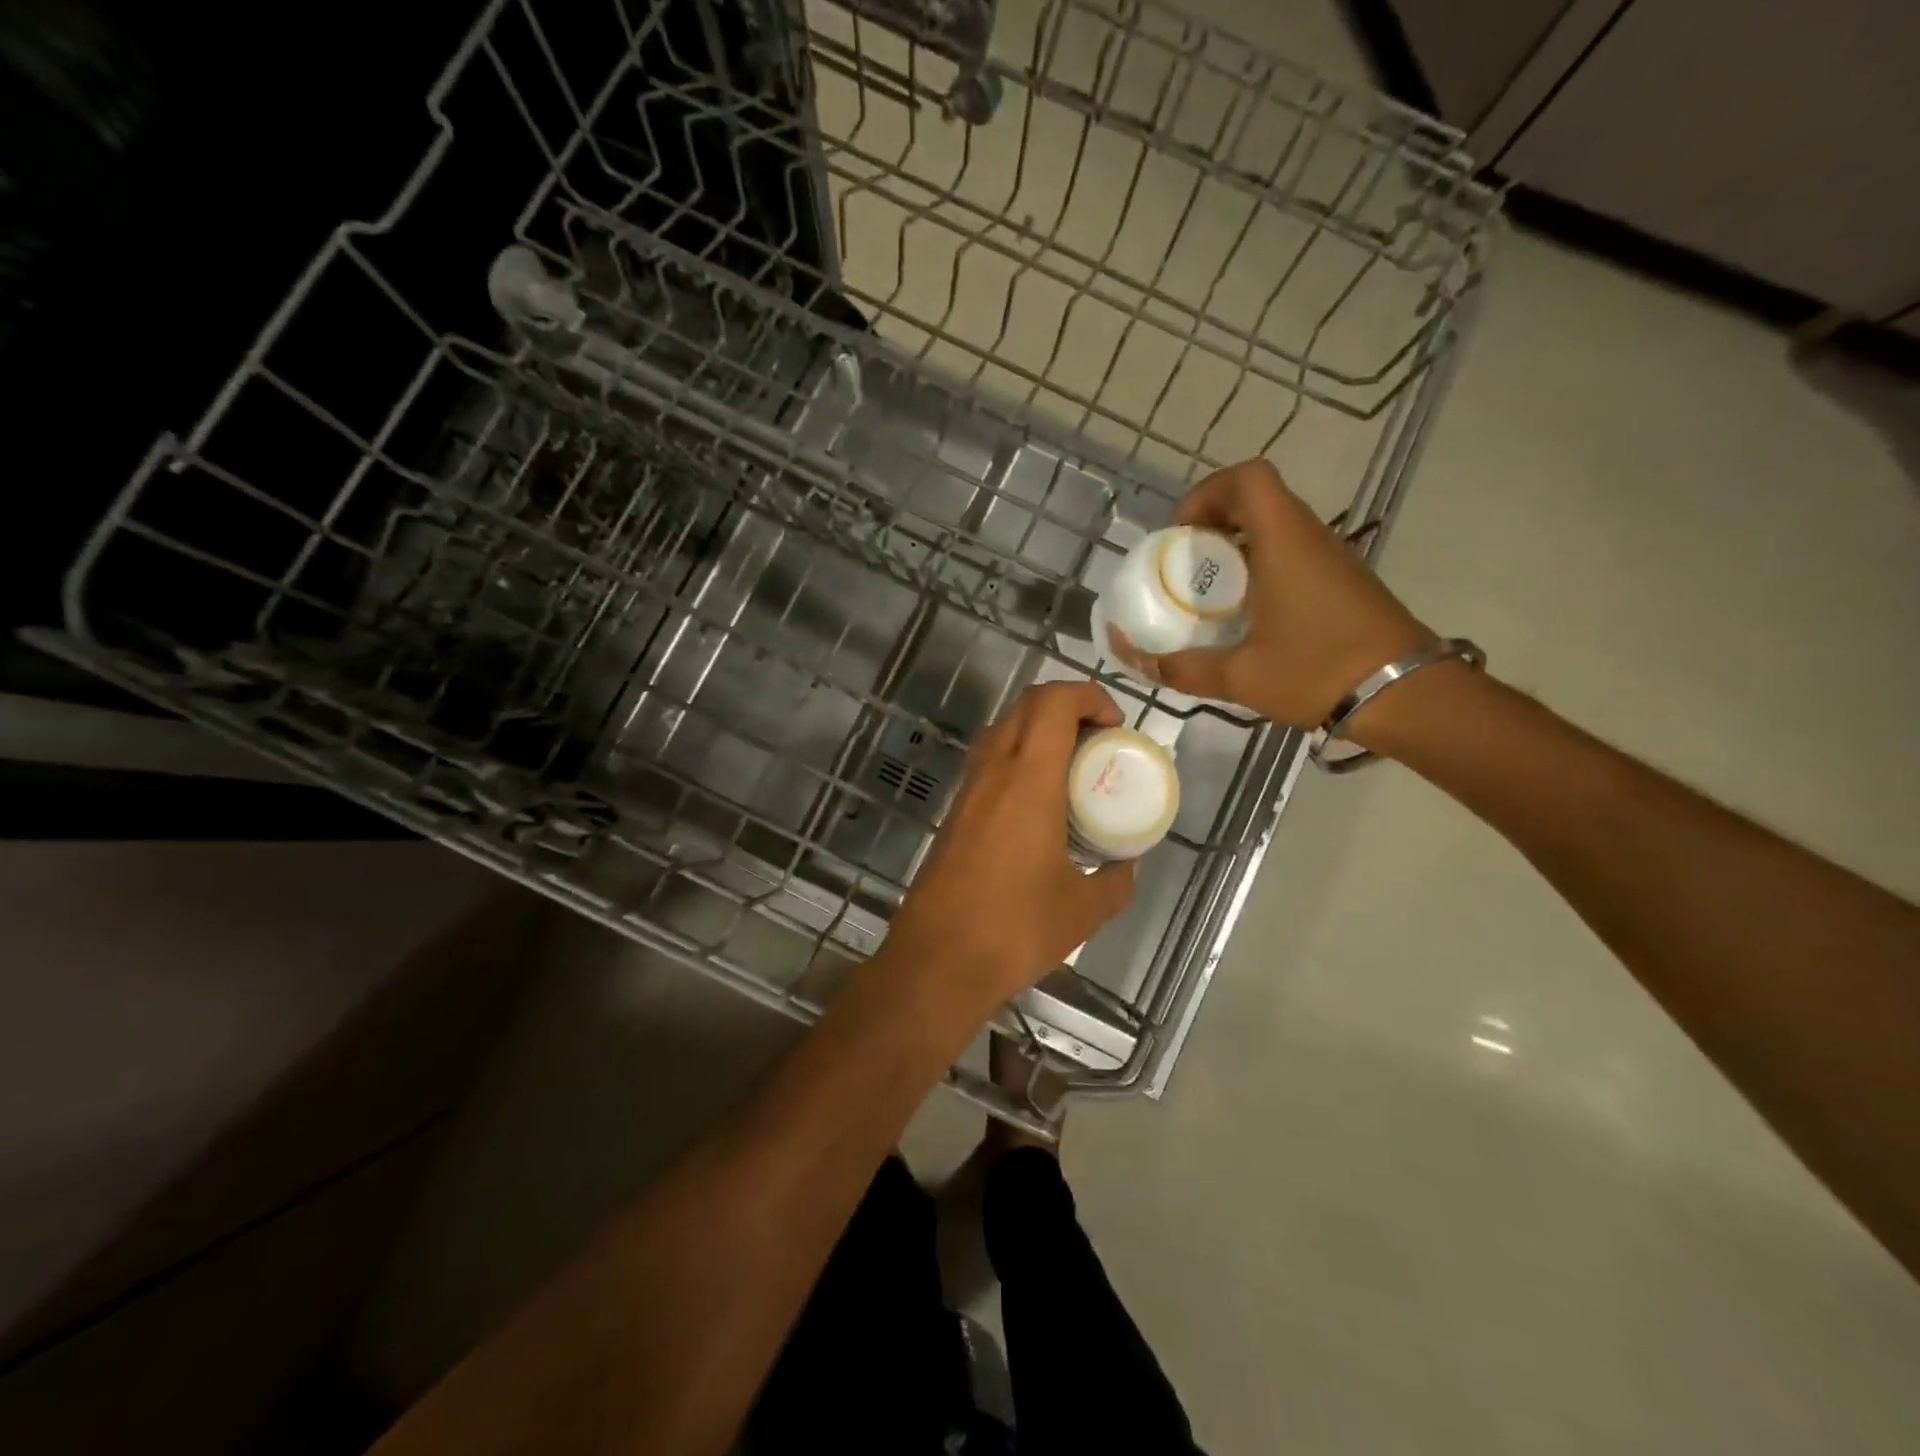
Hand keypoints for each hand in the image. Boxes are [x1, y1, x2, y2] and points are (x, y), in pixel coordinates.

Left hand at [882, 681, 1136, 1018]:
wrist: (937, 960)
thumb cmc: (1015, 928)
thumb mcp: (1084, 909)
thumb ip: (1116, 880)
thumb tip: (1127, 864)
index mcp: (1028, 780)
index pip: (1053, 702)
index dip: (1089, 696)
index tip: (1115, 726)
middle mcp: (993, 771)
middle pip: (1027, 705)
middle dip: (1069, 707)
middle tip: (1099, 742)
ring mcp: (968, 790)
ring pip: (1004, 730)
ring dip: (1040, 731)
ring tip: (1073, 770)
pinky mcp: (955, 812)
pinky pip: (990, 762)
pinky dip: (1020, 759)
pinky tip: (1040, 804)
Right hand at [1110, 459, 1432, 729]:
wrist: (1406, 695)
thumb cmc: (1318, 671)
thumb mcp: (1239, 675)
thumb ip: (1180, 667)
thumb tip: (1132, 657)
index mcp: (1284, 541)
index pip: (1247, 477)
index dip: (1207, 492)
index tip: (1182, 533)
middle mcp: (1311, 536)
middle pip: (1258, 498)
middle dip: (1214, 521)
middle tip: (1187, 564)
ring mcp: (1333, 556)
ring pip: (1278, 524)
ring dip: (1238, 544)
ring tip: (1211, 591)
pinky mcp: (1344, 579)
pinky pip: (1294, 551)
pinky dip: (1263, 564)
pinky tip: (1249, 612)